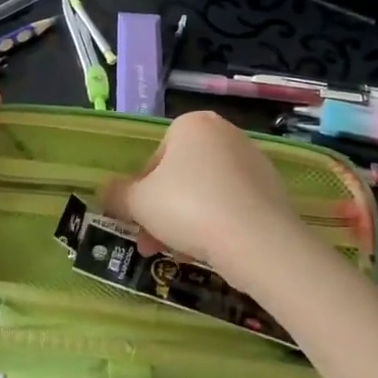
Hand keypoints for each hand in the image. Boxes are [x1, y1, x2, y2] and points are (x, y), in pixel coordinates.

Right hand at [103, 111, 309, 284]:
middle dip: (162, 211)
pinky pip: (233, 205)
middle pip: (181, 176)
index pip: (155, 158)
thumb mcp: (138, 202)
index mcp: (192, 124)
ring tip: (180, 254)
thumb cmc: (188, 208)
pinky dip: (218, 224)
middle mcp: (225, 133)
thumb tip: (105, 191)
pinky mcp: (272, 189)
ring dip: (186, 221)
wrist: (257, 240)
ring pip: (206, 192)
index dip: (141, 193)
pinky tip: (211, 251)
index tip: (138, 221)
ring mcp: (253, 160)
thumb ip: (117, 194)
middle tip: (151, 244)